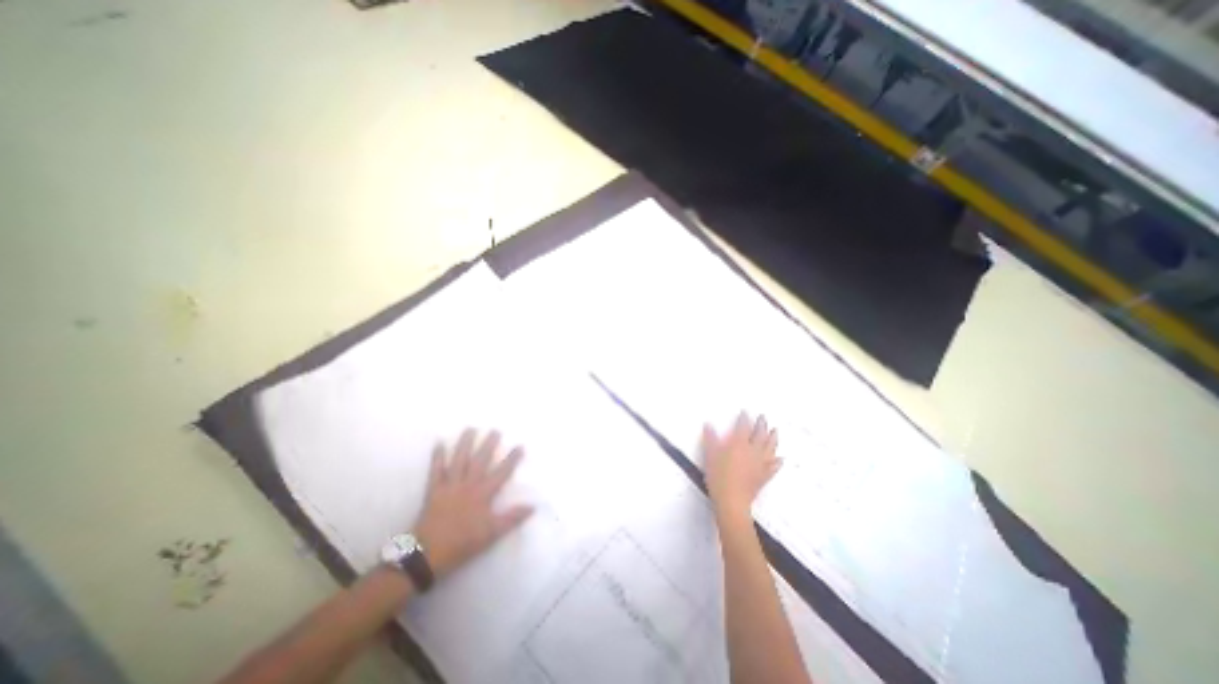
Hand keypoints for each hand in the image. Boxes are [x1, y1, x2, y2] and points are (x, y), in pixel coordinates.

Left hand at [414, 431, 534, 579]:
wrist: (427, 555)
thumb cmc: (463, 543)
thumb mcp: (492, 534)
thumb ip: (512, 518)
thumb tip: (532, 506)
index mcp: (483, 494)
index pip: (501, 473)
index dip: (511, 459)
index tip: (520, 445)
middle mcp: (468, 485)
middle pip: (480, 461)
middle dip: (489, 445)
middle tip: (495, 430)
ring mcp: (450, 486)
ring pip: (459, 460)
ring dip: (465, 444)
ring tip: (470, 429)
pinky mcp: (434, 490)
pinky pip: (435, 470)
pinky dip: (437, 457)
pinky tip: (439, 443)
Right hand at [707, 417, 779, 518]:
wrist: (732, 500)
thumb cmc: (718, 476)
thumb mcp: (710, 455)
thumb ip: (710, 438)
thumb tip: (708, 424)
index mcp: (739, 443)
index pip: (743, 427)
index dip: (744, 418)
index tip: (746, 411)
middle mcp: (752, 451)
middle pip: (759, 435)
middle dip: (761, 425)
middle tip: (763, 417)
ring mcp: (760, 464)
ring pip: (770, 448)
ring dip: (773, 438)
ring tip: (775, 431)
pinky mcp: (764, 476)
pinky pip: (773, 466)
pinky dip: (778, 461)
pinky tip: (780, 459)